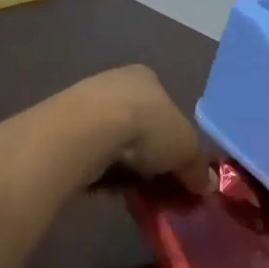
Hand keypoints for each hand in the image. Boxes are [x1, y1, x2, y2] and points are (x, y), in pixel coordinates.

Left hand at [77, 65, 209, 191]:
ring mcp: (84, 101)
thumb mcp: (186, 150)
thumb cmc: (147, 128)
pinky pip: (89, 152)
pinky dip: (99, 168)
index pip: (165, 107)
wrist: (88, 131)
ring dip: (121, 164)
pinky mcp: (61, 125)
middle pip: (138, 123)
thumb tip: (206, 186)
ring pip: (111, 138)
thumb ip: (197, 167)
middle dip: (146, 154)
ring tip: (129, 189)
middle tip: (154, 183)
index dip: (173, 138)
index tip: (175, 167)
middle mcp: (115, 81)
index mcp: (147, 77)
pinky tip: (104, 185)